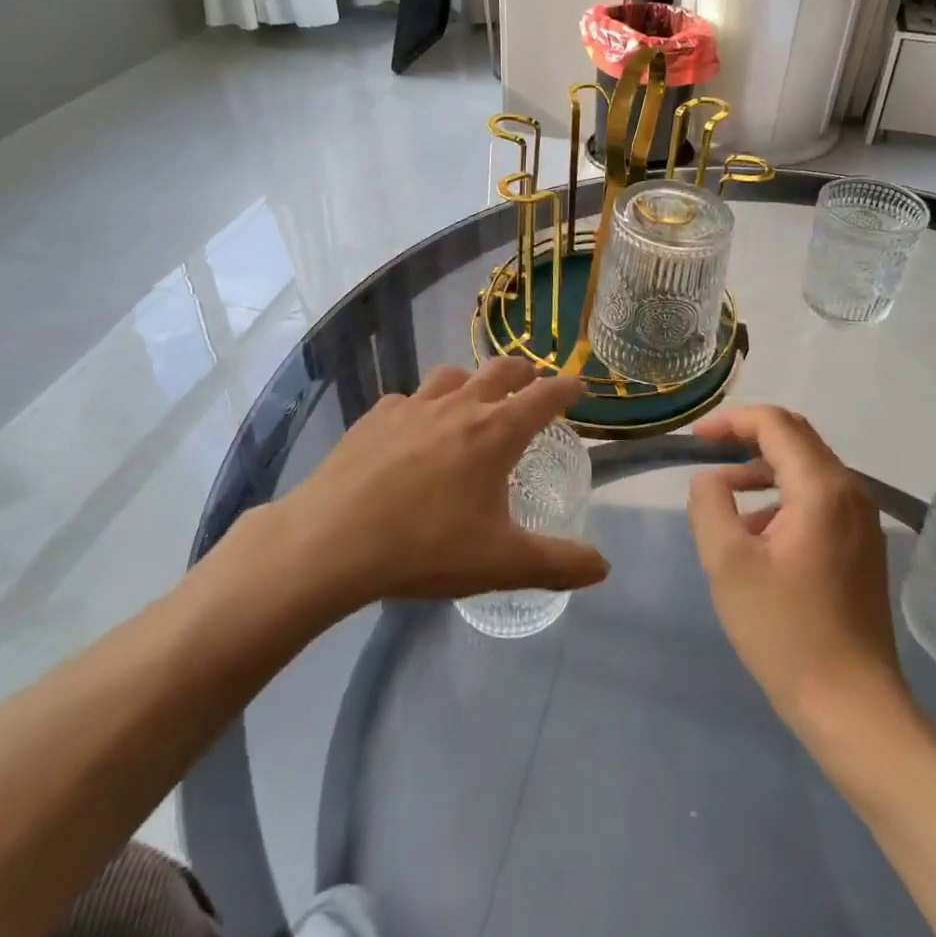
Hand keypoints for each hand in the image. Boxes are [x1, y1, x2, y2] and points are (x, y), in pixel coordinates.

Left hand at [278, 359, 606, 610]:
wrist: (332, 540)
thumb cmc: (426, 547)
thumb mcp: (501, 564)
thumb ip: (557, 564)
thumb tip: (603, 566)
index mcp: (495, 432)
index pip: (544, 396)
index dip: (566, 388)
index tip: (579, 385)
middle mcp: (458, 406)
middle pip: (500, 370)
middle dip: (523, 372)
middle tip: (531, 382)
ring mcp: (413, 406)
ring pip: (452, 375)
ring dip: (472, 380)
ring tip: (473, 399)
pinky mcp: (375, 417)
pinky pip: (408, 399)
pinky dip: (423, 406)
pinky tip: (413, 430)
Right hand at [687, 406, 914, 731]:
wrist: (853, 708)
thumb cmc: (785, 632)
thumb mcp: (727, 564)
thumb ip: (710, 505)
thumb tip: (710, 479)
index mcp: (822, 489)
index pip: (776, 424)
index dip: (732, 421)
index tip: (696, 439)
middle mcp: (850, 493)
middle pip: (796, 439)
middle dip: (747, 437)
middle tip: (706, 452)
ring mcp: (862, 521)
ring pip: (807, 469)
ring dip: (762, 469)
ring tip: (723, 494)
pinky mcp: (862, 546)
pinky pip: (818, 499)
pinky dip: (782, 497)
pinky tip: (756, 533)